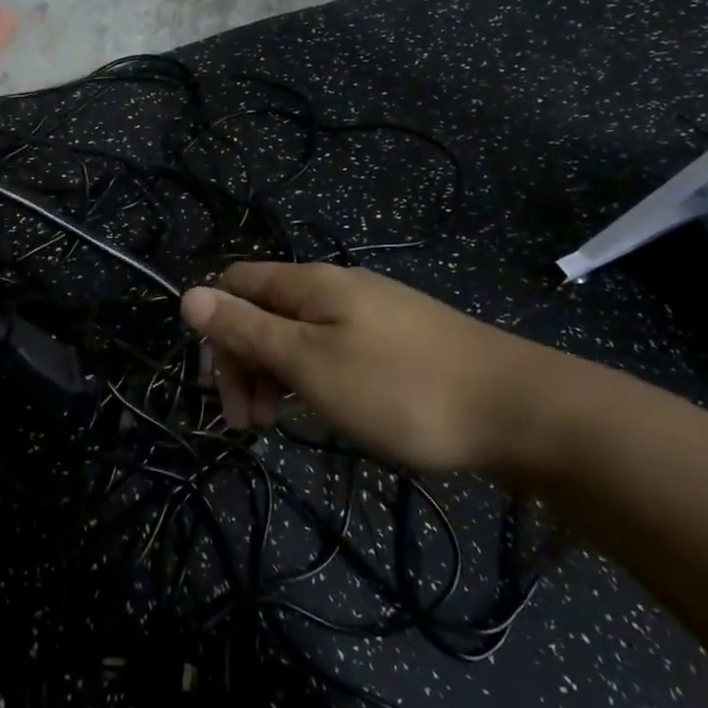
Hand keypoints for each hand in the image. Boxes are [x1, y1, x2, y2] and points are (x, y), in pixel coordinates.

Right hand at [180, 262, 574, 477]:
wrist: (521, 411)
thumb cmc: (401, 389)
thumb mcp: (310, 363)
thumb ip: (247, 329)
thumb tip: (187, 294)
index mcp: (310, 283)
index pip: (235, 282)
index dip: (215, 328)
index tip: (223, 388)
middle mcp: (336, 288)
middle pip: (263, 310)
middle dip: (244, 361)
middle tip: (250, 424)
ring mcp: (370, 314)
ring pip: (297, 334)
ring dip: (275, 375)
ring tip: (281, 425)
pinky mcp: (396, 342)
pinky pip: (332, 350)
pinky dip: (313, 379)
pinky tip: (326, 411)